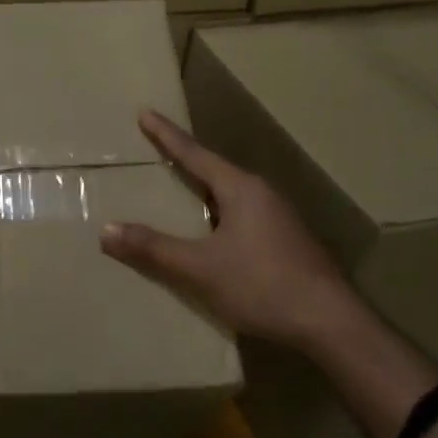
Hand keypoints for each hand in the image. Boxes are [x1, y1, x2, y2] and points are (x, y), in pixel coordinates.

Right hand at [101, 109, 361, 350]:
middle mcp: (262, 194)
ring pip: (231, 195)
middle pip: (215, 170)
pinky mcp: (287, 241)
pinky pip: (242, 215)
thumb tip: (106, 231)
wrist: (331, 324)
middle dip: (186, 161)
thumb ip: (153, 249)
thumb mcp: (199, 268)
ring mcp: (280, 218)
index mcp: (241, 189)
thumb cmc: (262, 285)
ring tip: (179, 192)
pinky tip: (211, 234)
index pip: (195, 153)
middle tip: (158, 152)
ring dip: (204, 191)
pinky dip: (218, 215)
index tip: (146, 113)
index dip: (167, 135)